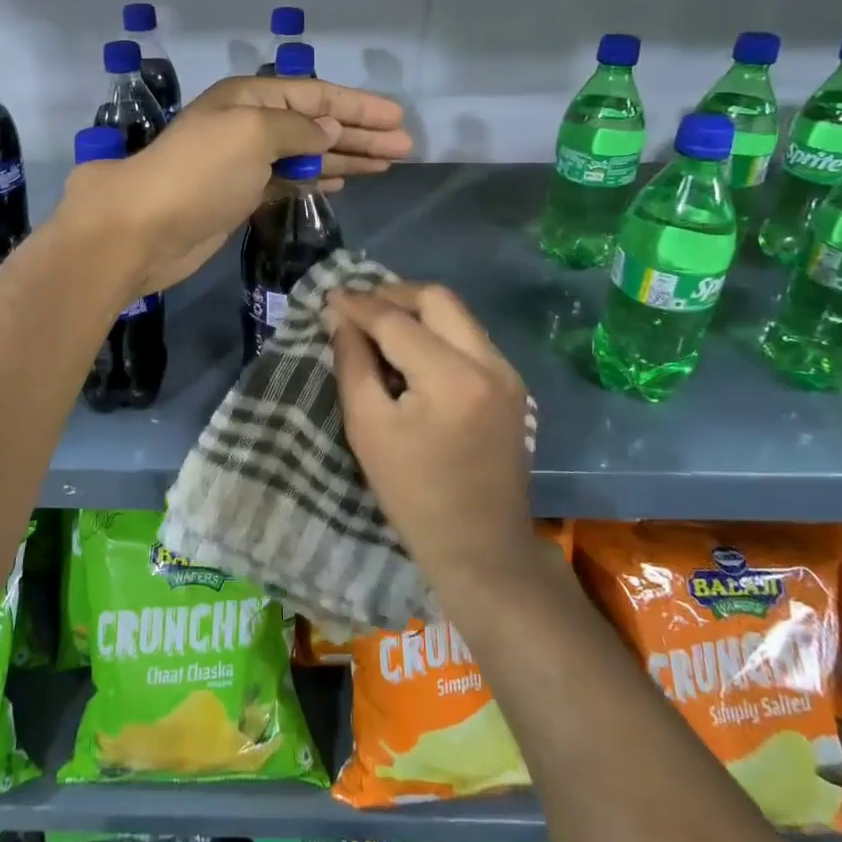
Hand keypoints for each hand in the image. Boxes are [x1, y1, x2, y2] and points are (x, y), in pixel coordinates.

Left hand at [58, 76, 412, 296]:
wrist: (144, 228)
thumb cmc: (201, 172)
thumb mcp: (253, 134)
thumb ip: (297, 128)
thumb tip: (329, 130)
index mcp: (251, 98)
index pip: (316, 95)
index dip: (358, 106)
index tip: (397, 118)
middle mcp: (250, 124)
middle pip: (317, 123)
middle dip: (360, 133)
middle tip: (405, 146)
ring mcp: (245, 162)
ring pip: (307, 153)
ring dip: (346, 156)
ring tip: (387, 163)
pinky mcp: (242, 196)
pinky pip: (290, 180)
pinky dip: (317, 178)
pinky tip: (343, 180)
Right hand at [327, 283, 536, 590]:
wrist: (480, 547)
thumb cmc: (413, 494)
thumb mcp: (368, 427)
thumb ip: (352, 362)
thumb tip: (339, 316)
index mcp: (452, 377)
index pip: (397, 320)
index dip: (359, 304)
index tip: (329, 294)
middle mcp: (489, 362)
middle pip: (438, 299)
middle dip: (393, 294)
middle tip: (357, 305)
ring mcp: (508, 373)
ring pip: (458, 314)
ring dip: (417, 310)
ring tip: (378, 322)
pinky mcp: (512, 385)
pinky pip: (470, 337)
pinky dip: (437, 331)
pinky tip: (411, 348)